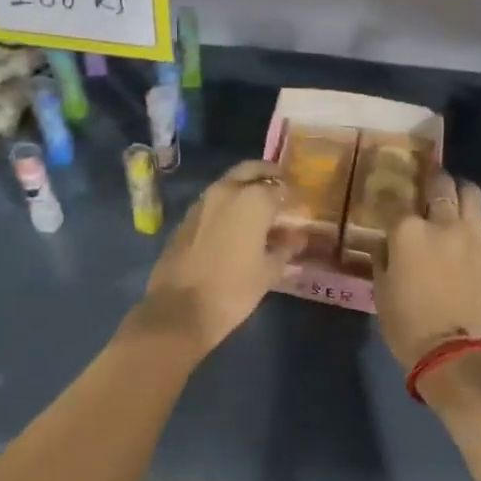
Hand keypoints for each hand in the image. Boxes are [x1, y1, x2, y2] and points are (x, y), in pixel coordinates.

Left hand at [132, 161, 303, 359]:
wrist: (179, 309)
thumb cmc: (233, 290)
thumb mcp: (269, 271)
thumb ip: (286, 247)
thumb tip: (298, 237)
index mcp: (253, 200)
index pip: (281, 188)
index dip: (294, 196)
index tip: (301, 205)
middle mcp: (227, 190)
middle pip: (252, 170)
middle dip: (268, 175)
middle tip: (281, 186)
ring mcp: (203, 202)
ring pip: (230, 182)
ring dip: (246, 188)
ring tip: (260, 207)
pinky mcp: (187, 217)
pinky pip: (214, 201)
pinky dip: (228, 204)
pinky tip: (236, 224)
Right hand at [377, 174, 480, 370]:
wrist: (451, 352)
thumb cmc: (406, 323)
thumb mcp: (380, 288)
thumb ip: (383, 257)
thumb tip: (388, 243)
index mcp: (407, 231)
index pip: (397, 202)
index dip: (392, 198)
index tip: (390, 200)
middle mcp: (442, 224)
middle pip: (441, 186)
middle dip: (434, 180)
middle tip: (431, 182)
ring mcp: (472, 237)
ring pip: (473, 195)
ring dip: (463, 189)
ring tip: (457, 192)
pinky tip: (479, 220)